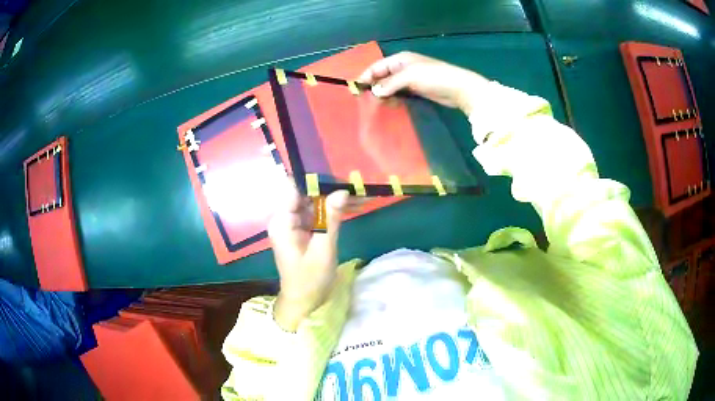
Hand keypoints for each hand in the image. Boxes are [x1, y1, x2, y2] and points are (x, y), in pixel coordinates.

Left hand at [268, 183, 354, 331]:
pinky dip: (334, 210)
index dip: (314, 178)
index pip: (294, 187)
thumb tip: (342, 191)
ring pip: (315, 202)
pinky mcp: (303, 230)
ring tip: (361, 192)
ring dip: (335, 198)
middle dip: (330, 187)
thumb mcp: (324, 249)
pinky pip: (318, 213)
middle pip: (306, 193)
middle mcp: (285, 218)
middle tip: (356, 181)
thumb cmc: (310, 279)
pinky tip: (354, 206)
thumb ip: (332, 219)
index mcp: (282, 221)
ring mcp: (294, 223)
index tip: (338, 171)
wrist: (304, 302)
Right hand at [358, 52, 487, 114]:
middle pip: (382, 76)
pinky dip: (393, 98)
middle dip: (373, 86)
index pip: (377, 67)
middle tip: (365, 100)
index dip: (366, 77)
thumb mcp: (409, 77)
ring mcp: (410, 79)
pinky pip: (400, 93)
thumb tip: (374, 92)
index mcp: (400, 59)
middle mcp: (403, 67)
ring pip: (390, 86)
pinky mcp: (417, 90)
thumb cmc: (434, 77)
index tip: (356, 90)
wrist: (459, 88)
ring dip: (383, 94)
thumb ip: (390, 83)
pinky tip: (390, 106)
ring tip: (376, 105)